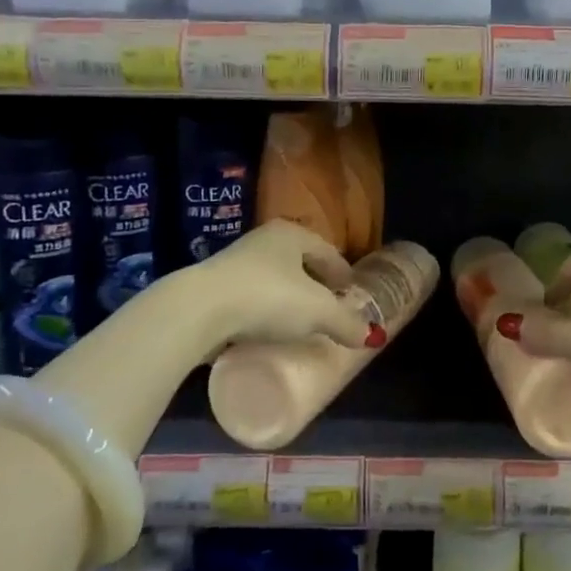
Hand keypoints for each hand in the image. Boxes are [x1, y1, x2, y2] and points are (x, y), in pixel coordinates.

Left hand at [195, 220, 374, 355]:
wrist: (198, 310)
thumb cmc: (267, 298)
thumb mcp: (317, 312)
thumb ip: (346, 322)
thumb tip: (372, 336)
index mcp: (292, 234)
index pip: (327, 251)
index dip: (343, 273)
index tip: (351, 293)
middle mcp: (263, 240)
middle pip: (300, 263)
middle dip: (316, 285)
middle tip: (329, 309)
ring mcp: (235, 262)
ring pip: (274, 280)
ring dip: (288, 299)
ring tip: (300, 324)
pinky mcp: (213, 288)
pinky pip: (250, 298)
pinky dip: (264, 311)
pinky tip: (268, 330)